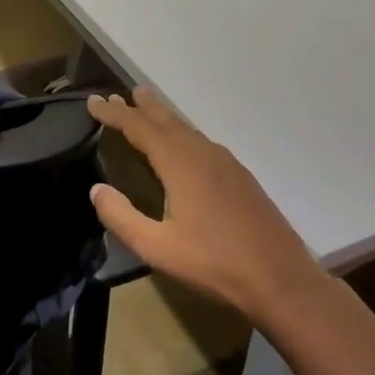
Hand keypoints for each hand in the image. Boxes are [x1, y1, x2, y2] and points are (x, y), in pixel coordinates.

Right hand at [87, 89, 320, 325]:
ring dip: (162, 117)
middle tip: (117, 95)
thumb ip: (122, 218)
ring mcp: (226, 163)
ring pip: (186, 129)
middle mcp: (203, 153)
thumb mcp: (158, 248)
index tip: (93, 102)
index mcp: (180, 164)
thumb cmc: (215, 264)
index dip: (115, 114)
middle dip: (139, 107)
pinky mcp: (240, 176)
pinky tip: (182, 144)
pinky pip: (201, 141)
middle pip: (165, 120)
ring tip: (146, 106)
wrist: (281, 279)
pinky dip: (181, 132)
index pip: (139, 128)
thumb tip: (96, 189)